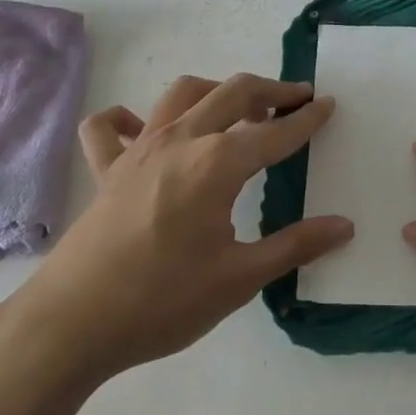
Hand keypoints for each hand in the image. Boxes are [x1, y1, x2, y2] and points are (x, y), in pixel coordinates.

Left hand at [6, 74, 351, 387]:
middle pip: (233, 92)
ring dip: (216, 91)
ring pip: (182, 94)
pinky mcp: (105, 169)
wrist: (70, 325)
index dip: (307, 118)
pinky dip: (128, 118)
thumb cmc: (162, 302)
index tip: (329, 105)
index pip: (275, 132)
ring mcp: (138, 149)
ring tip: (236, 108)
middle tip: (296, 97)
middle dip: (271, 89)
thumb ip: (295, 246)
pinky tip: (142, 129)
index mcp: (217, 162)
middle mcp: (181, 140)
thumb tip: (345, 226)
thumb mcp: (239, 280)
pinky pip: (110, 127)